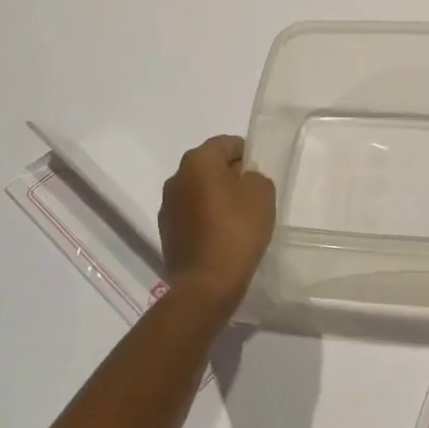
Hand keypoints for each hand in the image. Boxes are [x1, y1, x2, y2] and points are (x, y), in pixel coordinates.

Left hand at [157, 135, 276, 312]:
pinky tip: (222, 234)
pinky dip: (205, 216)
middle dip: (230, 174)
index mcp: (198, 161)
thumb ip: (256, 176)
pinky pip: (191, 213)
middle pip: (209, 165)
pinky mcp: (166, 231)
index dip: (246, 153)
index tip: (260, 172)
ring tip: (238, 216)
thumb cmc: (237, 231)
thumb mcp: (262, 194)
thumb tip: (244, 179)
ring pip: (198, 190)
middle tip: (253, 193)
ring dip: (216, 196)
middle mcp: (176, 177)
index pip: (226, 143)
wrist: (206, 284)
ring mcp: (167, 206)